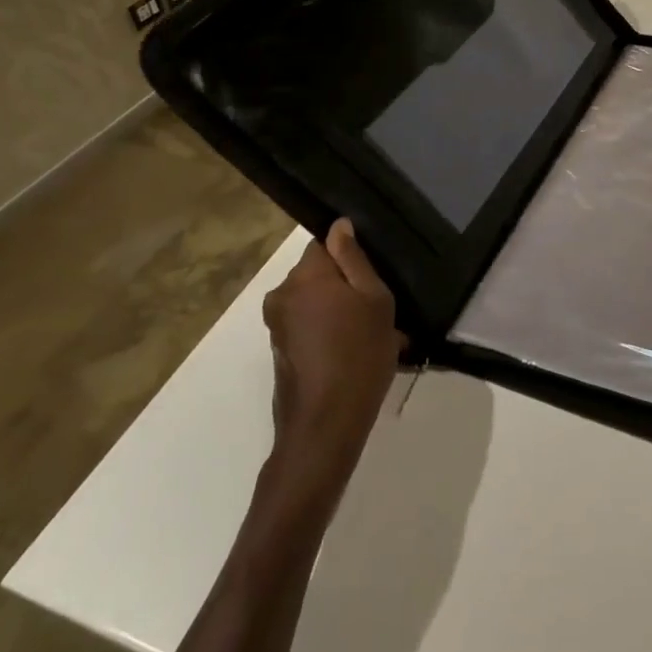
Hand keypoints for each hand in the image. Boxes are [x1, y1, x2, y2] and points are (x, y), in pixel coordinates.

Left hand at [262, 220, 405, 492]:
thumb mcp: (374, 299)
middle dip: (343, 286)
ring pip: (313, 301)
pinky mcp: (278, 351)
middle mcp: (282, 294)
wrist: (326, 426)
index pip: (325, 243)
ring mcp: (276, 325)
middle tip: (376, 311)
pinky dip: (326, 332)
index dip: (350, 257)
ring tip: (369, 337)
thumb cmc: (359, 354)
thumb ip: (354, 258)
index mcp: (305, 275)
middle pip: (317, 273)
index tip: (371, 278)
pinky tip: (351, 355)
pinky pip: (307, 326)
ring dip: (336, 311)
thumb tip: (339, 225)